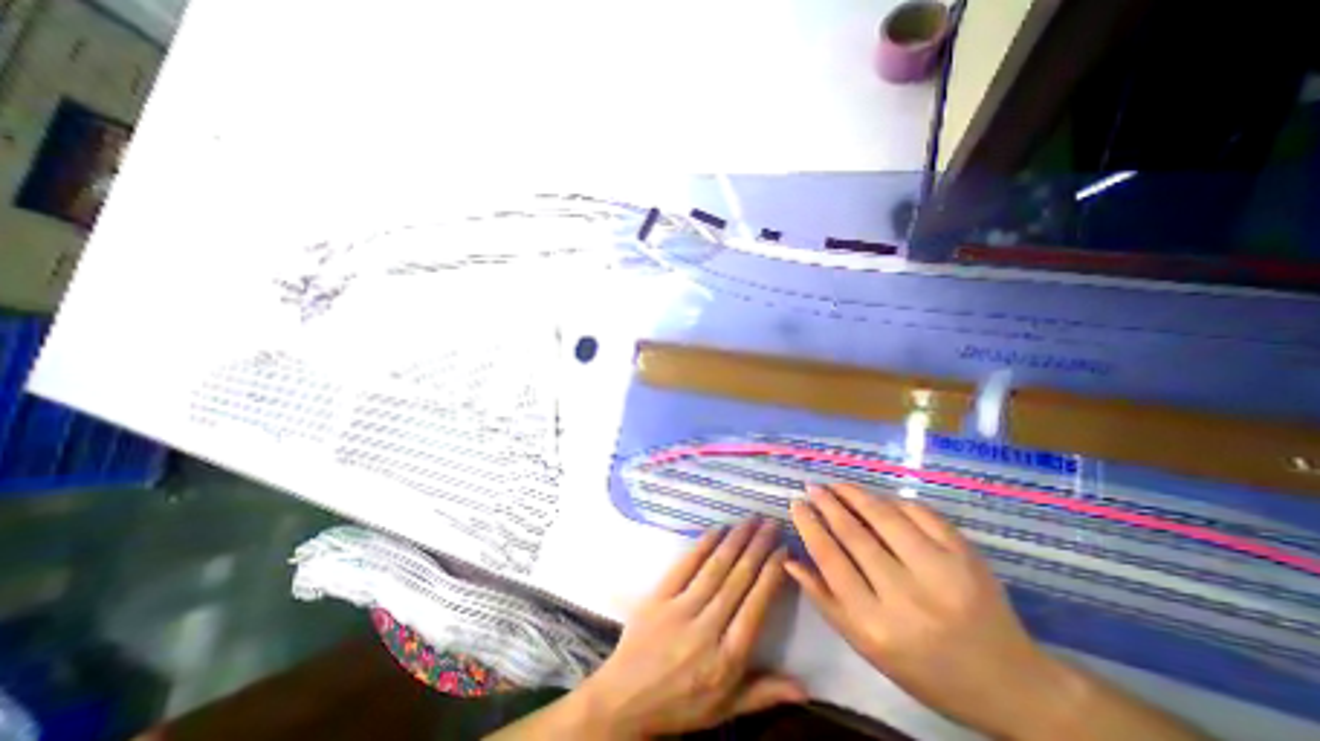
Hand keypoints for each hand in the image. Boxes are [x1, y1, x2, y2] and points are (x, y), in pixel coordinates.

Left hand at [581, 519, 809, 738]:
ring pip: (715, 568)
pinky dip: (702, 545)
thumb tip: (806, 687)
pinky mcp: (659, 596)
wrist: (626, 700)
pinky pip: (685, 566)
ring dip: (735, 540)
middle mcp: (707, 628)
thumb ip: (764, 693)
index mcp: (727, 658)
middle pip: (738, 579)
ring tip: (750, 520)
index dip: (771, 575)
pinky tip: (717, 529)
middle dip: (757, 548)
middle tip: (771, 523)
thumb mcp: (725, 708)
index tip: (783, 550)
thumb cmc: (681, 705)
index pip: (756, 606)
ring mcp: (680, 609)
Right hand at [788, 483, 1063, 738]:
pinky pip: (919, 513)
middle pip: (854, 534)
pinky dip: (893, 501)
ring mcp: (941, 573)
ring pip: (884, 517)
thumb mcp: (867, 646)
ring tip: (837, 485)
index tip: (796, 504)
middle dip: (827, 503)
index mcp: (877, 625)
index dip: (809, 525)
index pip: (830, 559)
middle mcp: (907, 597)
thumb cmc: (925, 669)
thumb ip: (825, 601)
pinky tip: (878, 498)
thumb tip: (790, 559)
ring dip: (855, 494)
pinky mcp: (967, 556)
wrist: (1010, 684)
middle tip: (813, 487)